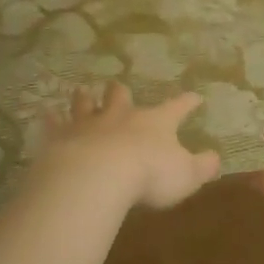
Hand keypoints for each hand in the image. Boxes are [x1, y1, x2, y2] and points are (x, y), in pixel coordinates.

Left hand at [37, 84, 221, 209]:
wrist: (99, 176)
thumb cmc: (149, 175)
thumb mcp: (187, 175)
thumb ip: (203, 167)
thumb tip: (217, 158)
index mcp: (156, 123)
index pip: (177, 108)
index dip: (187, 103)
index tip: (195, 96)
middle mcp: (122, 116)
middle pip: (121, 96)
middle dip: (121, 93)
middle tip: (117, 87)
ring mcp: (89, 124)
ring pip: (86, 103)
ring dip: (85, 98)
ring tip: (81, 91)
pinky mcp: (62, 137)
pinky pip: (55, 124)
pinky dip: (51, 119)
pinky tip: (46, 113)